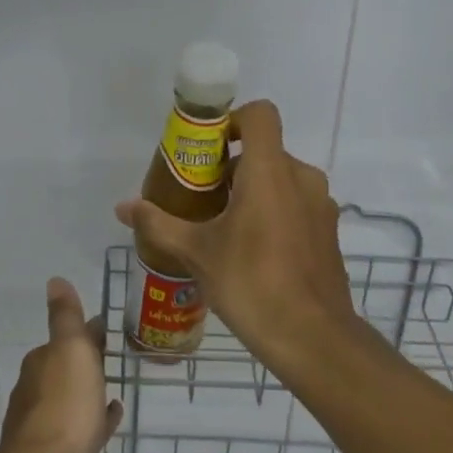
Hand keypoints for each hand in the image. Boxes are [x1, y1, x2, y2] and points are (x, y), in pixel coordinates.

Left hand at [0, 277, 123, 452]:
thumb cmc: (64, 406)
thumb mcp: (70, 350)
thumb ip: (65, 317)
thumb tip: (54, 280)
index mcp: (40, 364)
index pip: (64, 341)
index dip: (84, 334)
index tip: (105, 330)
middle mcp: (35, 392)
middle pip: (64, 370)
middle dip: (84, 364)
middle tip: (112, 360)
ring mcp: (43, 427)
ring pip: (70, 402)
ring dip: (87, 394)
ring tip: (113, 392)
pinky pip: (78, 432)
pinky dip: (93, 423)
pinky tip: (108, 423)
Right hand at [114, 99, 357, 372]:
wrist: (313, 338)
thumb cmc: (252, 283)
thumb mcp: (197, 253)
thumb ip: (159, 224)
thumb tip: (123, 207)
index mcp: (270, 171)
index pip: (260, 114)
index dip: (232, 120)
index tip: (207, 149)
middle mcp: (302, 178)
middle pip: (265, 151)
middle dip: (233, 166)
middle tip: (202, 196)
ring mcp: (321, 206)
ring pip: (283, 179)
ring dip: (253, 191)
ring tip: (224, 227)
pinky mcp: (329, 232)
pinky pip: (297, 205)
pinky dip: (274, 212)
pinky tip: (253, 251)